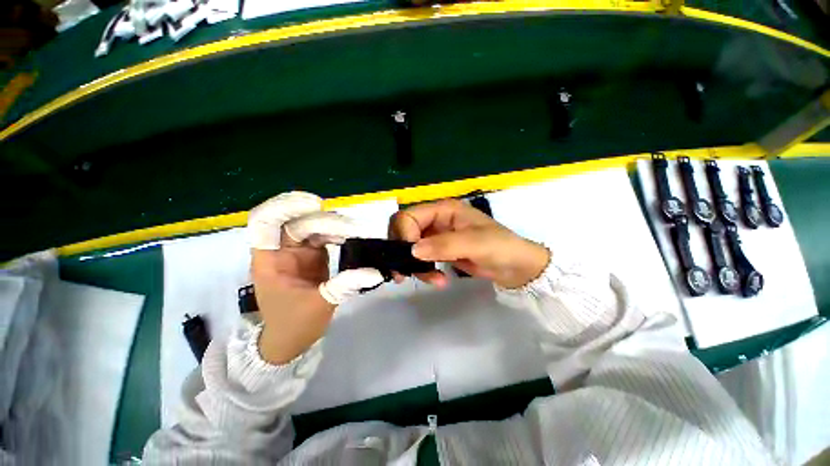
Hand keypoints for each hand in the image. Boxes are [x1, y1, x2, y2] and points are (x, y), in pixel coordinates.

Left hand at [248, 192, 383, 363]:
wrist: (292, 339)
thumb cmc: (295, 324)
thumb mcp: (320, 305)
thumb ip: (346, 284)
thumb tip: (375, 272)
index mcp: (269, 261)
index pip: (265, 223)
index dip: (285, 207)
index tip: (314, 204)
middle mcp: (280, 250)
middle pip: (295, 222)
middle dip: (322, 220)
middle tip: (349, 227)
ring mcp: (297, 251)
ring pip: (311, 226)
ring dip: (333, 225)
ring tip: (354, 231)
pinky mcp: (312, 255)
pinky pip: (323, 236)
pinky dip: (337, 233)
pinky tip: (351, 236)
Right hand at [390, 199, 549, 288]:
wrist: (515, 267)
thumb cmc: (501, 247)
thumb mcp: (476, 243)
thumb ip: (445, 245)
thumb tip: (413, 251)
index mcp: (443, 209)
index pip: (408, 216)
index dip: (404, 235)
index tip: (412, 256)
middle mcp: (436, 220)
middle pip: (404, 231)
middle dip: (403, 252)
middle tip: (407, 273)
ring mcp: (436, 236)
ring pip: (409, 248)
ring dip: (415, 266)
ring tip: (433, 280)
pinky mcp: (439, 252)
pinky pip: (420, 259)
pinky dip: (423, 271)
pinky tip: (437, 280)